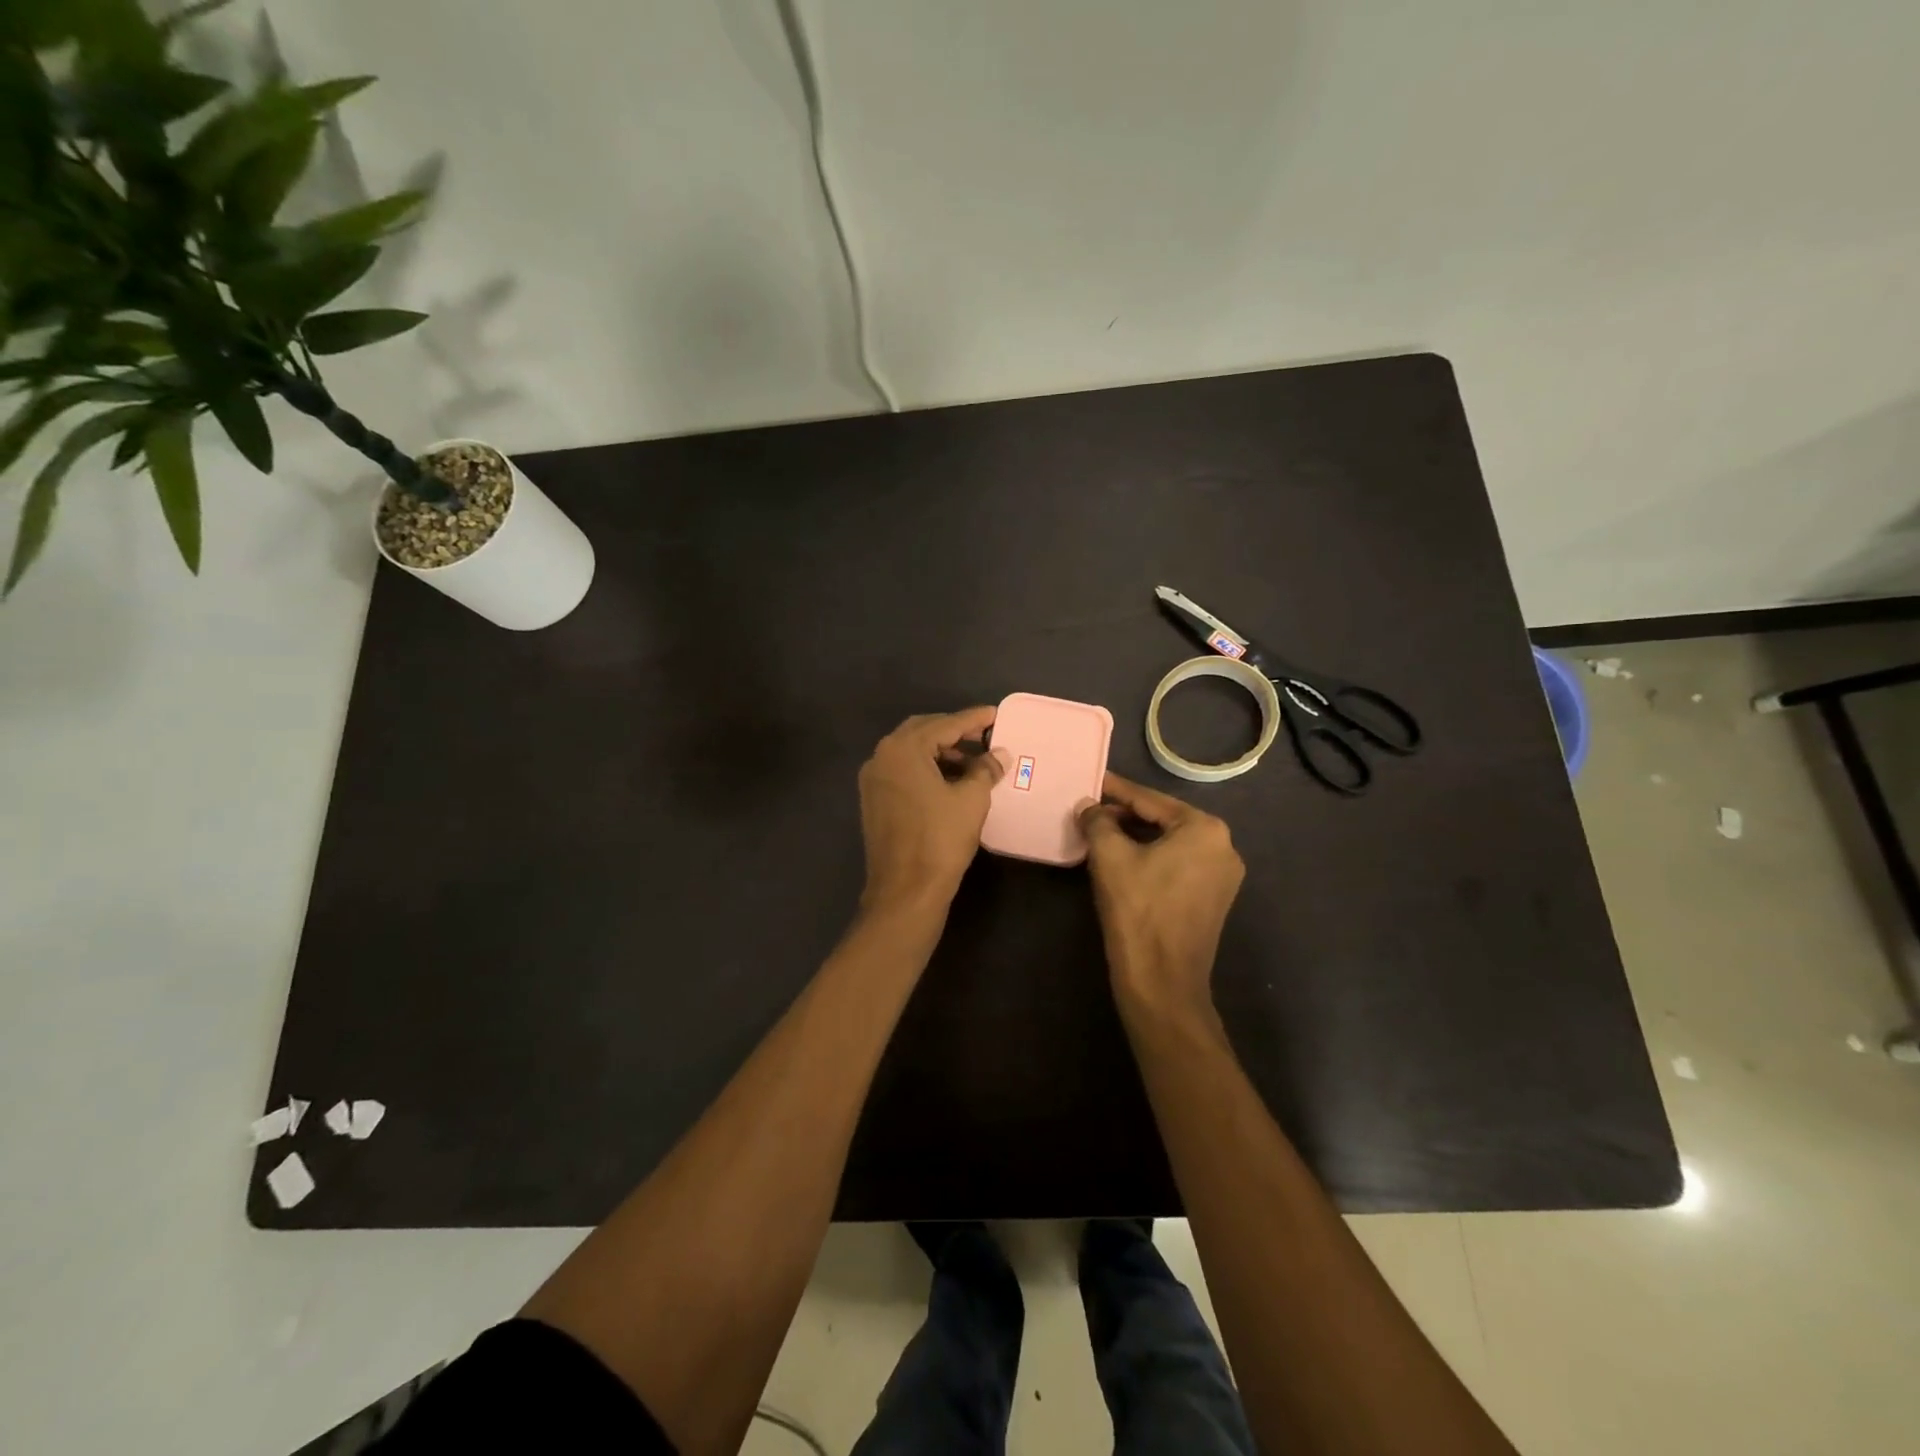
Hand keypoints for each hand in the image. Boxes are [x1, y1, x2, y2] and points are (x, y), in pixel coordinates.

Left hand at [858, 707, 1006, 913]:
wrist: (906, 890)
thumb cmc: (940, 839)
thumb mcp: (971, 799)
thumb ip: (985, 769)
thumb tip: (999, 754)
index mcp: (902, 749)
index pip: (944, 724)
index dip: (973, 719)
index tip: (995, 714)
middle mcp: (881, 757)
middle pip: (923, 732)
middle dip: (954, 732)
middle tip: (984, 736)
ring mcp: (873, 780)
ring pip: (911, 752)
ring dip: (941, 752)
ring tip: (974, 763)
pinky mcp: (874, 801)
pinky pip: (903, 772)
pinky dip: (927, 769)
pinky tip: (951, 781)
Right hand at [1077, 772, 1244, 1024]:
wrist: (1162, 981)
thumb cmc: (1138, 910)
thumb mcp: (1109, 857)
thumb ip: (1098, 821)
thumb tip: (1089, 806)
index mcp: (1205, 829)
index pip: (1150, 800)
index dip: (1116, 790)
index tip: (1092, 779)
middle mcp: (1224, 846)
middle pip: (1164, 820)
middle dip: (1126, 815)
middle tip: (1091, 810)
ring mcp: (1223, 875)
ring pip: (1171, 843)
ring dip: (1137, 837)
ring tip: (1101, 832)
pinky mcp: (1215, 899)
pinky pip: (1179, 864)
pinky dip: (1152, 857)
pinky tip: (1123, 859)